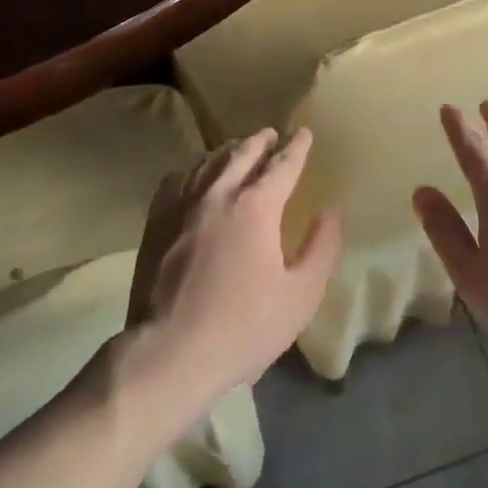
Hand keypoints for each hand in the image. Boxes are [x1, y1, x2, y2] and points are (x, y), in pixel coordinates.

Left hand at [127, 128, 341, 408]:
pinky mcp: (156, 223)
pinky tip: (194, 175)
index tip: (305, 133)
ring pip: (208, 163)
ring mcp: (182, 206)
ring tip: (237, 149)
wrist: (170, 354)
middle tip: (271, 135)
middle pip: (241, 154)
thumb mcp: (301, 295)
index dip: (297, 148)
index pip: (282, 166)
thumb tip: (331, 211)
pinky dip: (193, 170)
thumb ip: (322, 248)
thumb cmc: (244, 327)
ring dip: (228, 151)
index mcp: (256, 207)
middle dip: (260, 141)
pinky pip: (176, 180)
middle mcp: (218, 194)